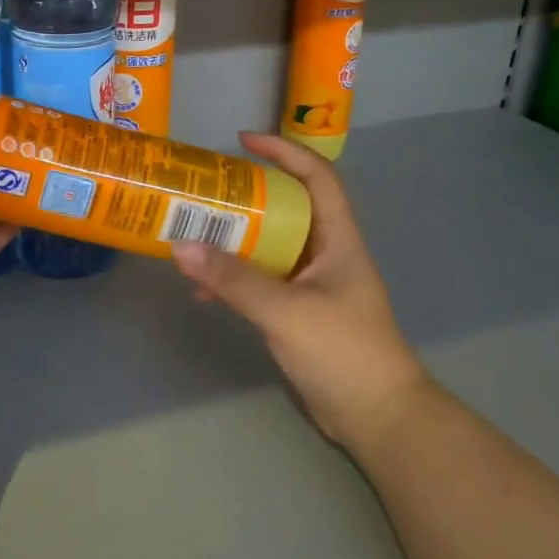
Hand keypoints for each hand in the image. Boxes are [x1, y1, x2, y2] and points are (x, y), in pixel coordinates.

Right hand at [171, 132, 429, 452]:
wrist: (377, 417)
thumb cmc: (344, 352)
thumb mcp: (286, 311)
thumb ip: (234, 280)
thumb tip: (180, 246)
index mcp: (338, 239)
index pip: (317, 177)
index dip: (284, 152)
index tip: (243, 141)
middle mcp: (326, 252)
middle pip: (287, 207)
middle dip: (248, 194)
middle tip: (206, 190)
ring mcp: (314, 282)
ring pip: (270, 244)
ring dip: (236, 239)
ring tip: (195, 233)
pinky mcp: (300, 310)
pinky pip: (263, 279)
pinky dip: (235, 279)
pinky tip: (205, 291)